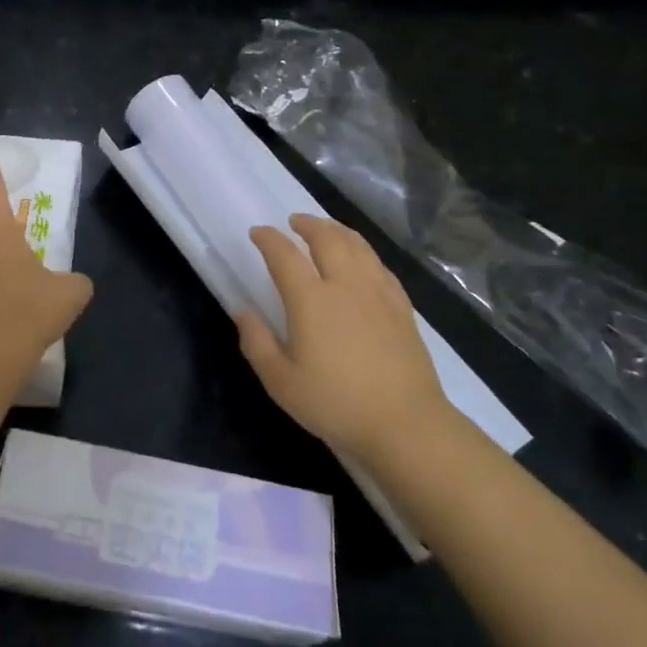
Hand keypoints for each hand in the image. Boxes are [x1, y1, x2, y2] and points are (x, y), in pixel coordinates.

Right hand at [234, 215, 444, 457]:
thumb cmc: (336, 404)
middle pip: (326, 238)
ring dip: (337, 230)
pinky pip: (380, 265)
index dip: (268, 239)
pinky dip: (364, 252)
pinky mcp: (401, 306)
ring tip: (326, 229)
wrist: (405, 424)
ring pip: (357, 246)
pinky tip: (362, 260)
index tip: (258, 233)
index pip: (284, 255)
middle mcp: (345, 285)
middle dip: (308, 224)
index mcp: (311, 300)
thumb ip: (257, 342)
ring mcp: (378, 292)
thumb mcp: (282, 382)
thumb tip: (242, 310)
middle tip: (294, 222)